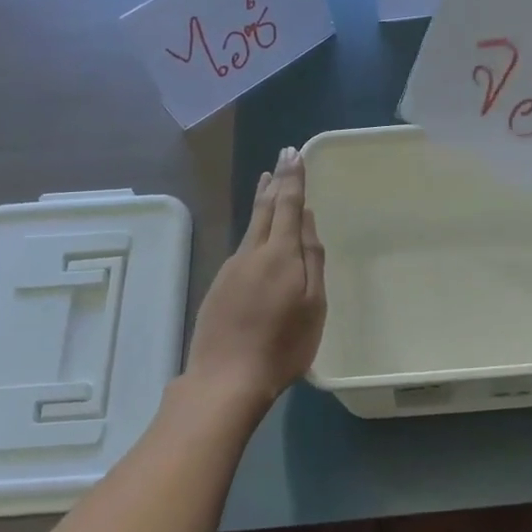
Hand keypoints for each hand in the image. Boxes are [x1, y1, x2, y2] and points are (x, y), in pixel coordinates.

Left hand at [183, 146, 326, 411]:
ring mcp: (231, 268)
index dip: (293, 178)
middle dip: (276, 181)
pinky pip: (242, 246)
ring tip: (268, 183)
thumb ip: (312, 259)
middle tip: (282, 157)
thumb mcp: (313, 305)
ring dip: (262, 201)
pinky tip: (257, 233)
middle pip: (264, 209)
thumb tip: (306, 220)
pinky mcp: (219, 285)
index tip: (294, 153)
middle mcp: (251, 252)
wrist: (226, 378)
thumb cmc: (283, 345)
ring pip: (250, 226)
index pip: (287, 205)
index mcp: (279, 254)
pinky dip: (253, 228)